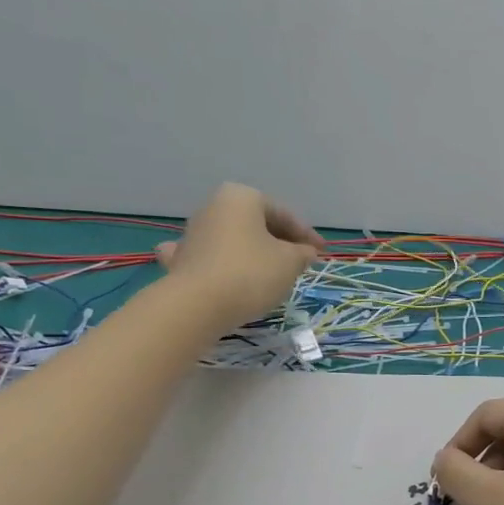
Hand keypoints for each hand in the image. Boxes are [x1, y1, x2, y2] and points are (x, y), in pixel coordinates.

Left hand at [157, 184, 322, 322]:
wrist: (196, 306)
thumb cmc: (251, 273)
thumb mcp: (290, 262)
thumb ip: (302, 253)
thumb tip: (305, 252)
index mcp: (241, 198)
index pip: (283, 214)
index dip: (306, 234)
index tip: (322, 252)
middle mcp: (213, 207)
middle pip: (256, 224)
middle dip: (279, 242)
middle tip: (300, 262)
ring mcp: (193, 234)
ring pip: (234, 240)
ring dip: (254, 252)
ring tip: (272, 273)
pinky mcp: (181, 260)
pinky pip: (210, 258)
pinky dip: (222, 264)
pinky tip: (224, 272)